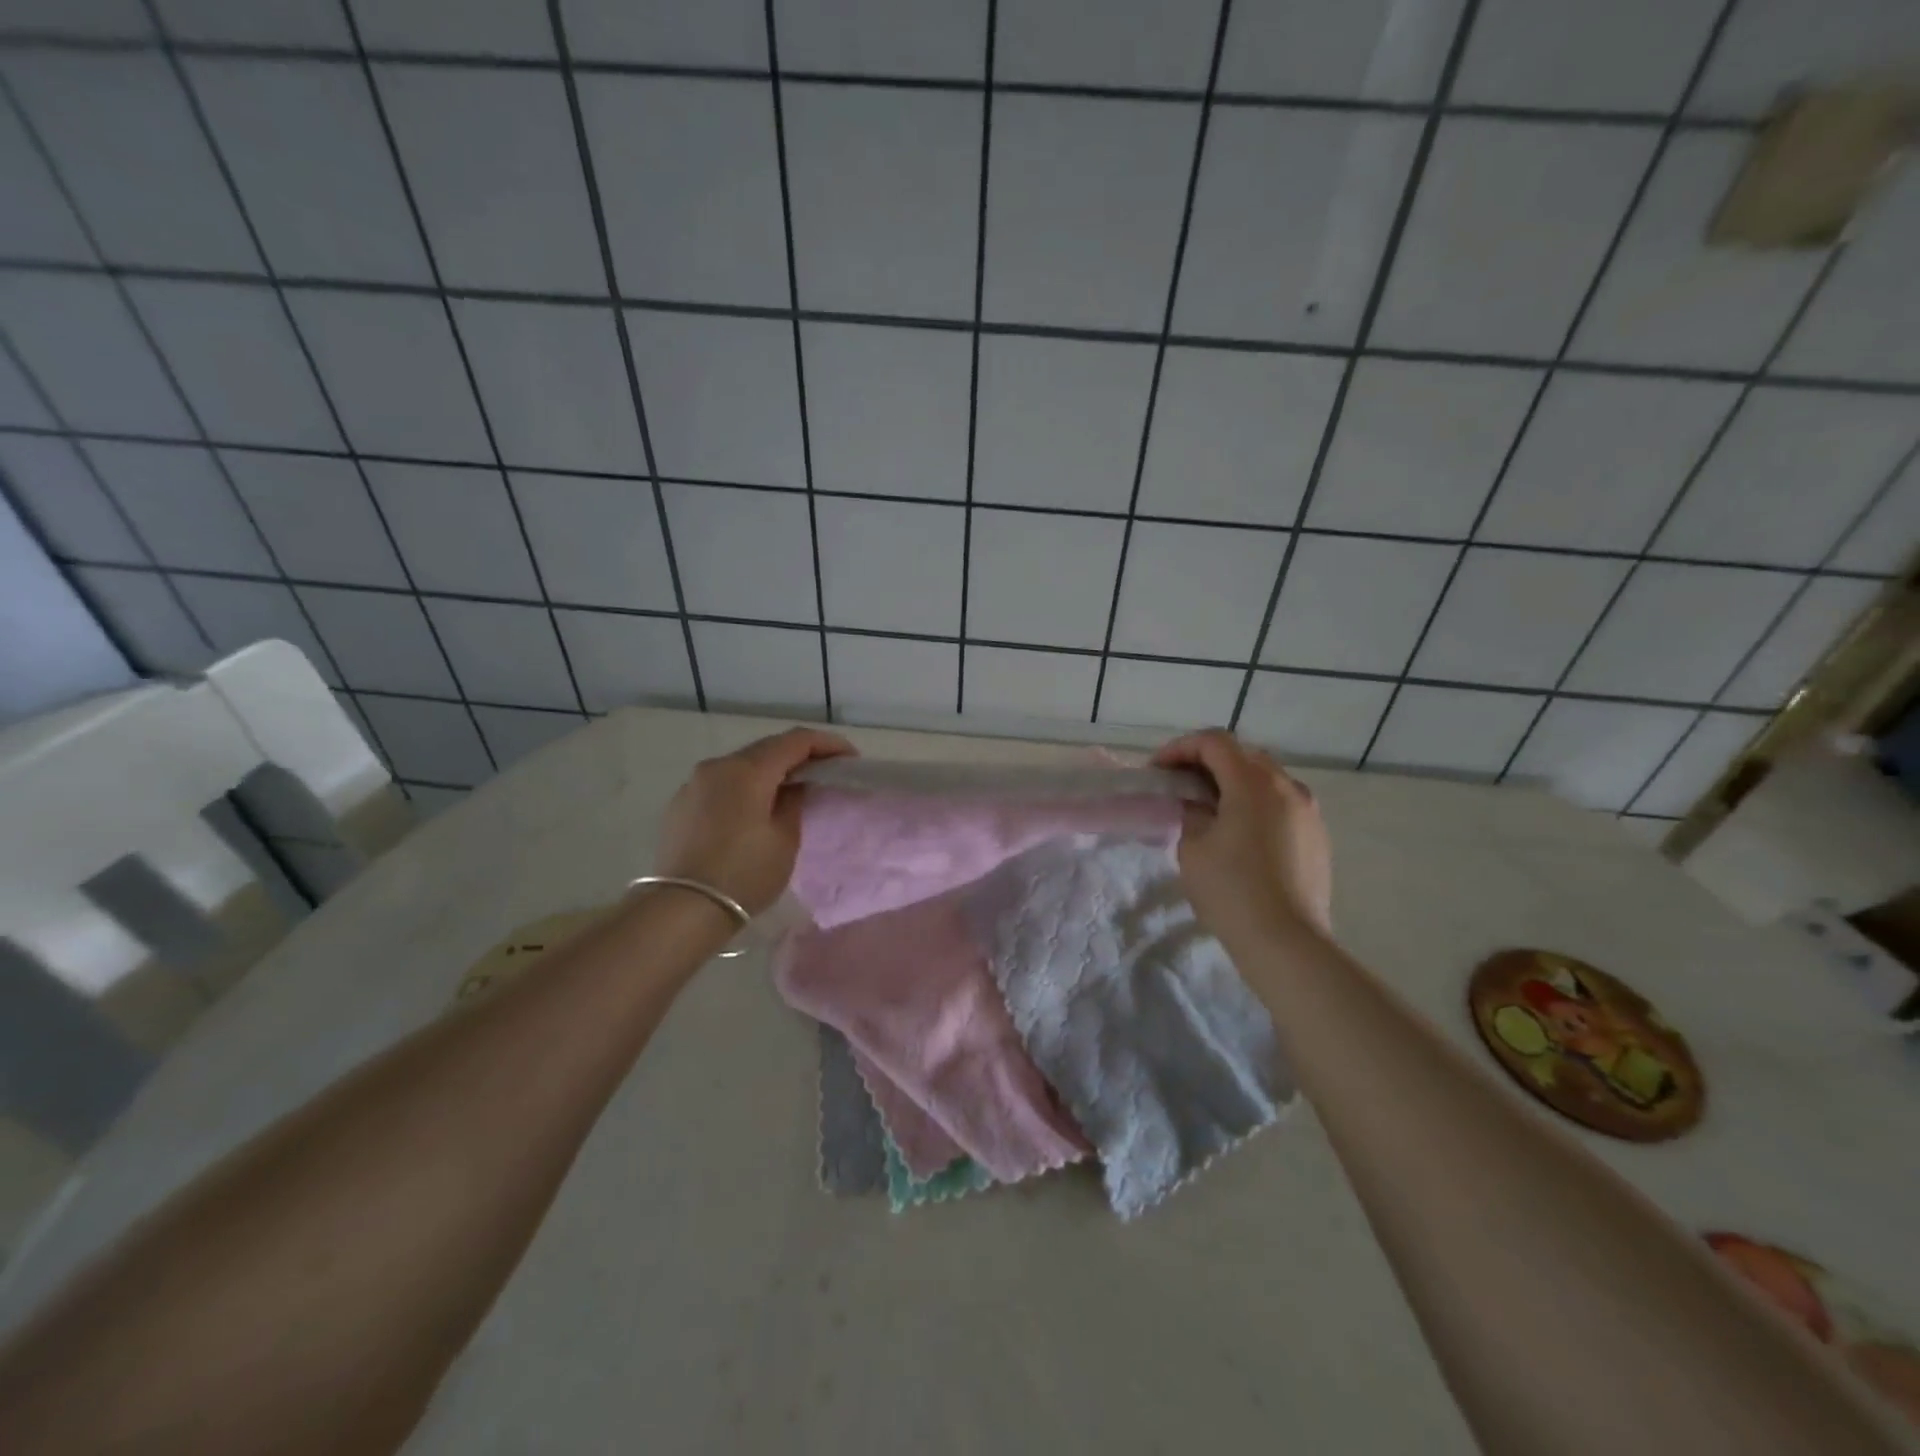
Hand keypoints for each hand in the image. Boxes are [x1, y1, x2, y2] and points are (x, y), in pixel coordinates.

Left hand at [654, 728, 855, 914]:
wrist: (682, 909)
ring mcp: (694, 783)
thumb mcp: (785, 839)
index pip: (795, 740)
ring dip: (770, 770)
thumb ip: (794, 801)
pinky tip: (755, 807)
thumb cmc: (744, 874)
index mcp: (748, 770)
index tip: (849, 758)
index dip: (827, 744)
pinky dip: (745, 786)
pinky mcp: (681, 804)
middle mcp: (718, 766)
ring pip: (742, 765)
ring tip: (791, 789)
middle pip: (766, 748)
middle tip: (825, 771)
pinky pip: (721, 783)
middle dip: (799, 755)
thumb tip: (794, 786)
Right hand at [1153, 730, 1332, 944]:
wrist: (1287, 942)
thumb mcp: (1194, 847)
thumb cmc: (1232, 890)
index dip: (1180, 748)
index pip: (1214, 743)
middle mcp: (1286, 786)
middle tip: (1181, 784)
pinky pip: (1282, 803)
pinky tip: (1241, 832)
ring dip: (1234, 782)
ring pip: (1266, 778)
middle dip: (1207, 762)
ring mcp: (1308, 811)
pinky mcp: (1317, 836)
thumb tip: (1200, 805)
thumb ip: (1192, 813)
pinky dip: (1256, 803)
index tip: (1158, 770)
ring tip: (1210, 807)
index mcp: (1253, 783)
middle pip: (1243, 755)